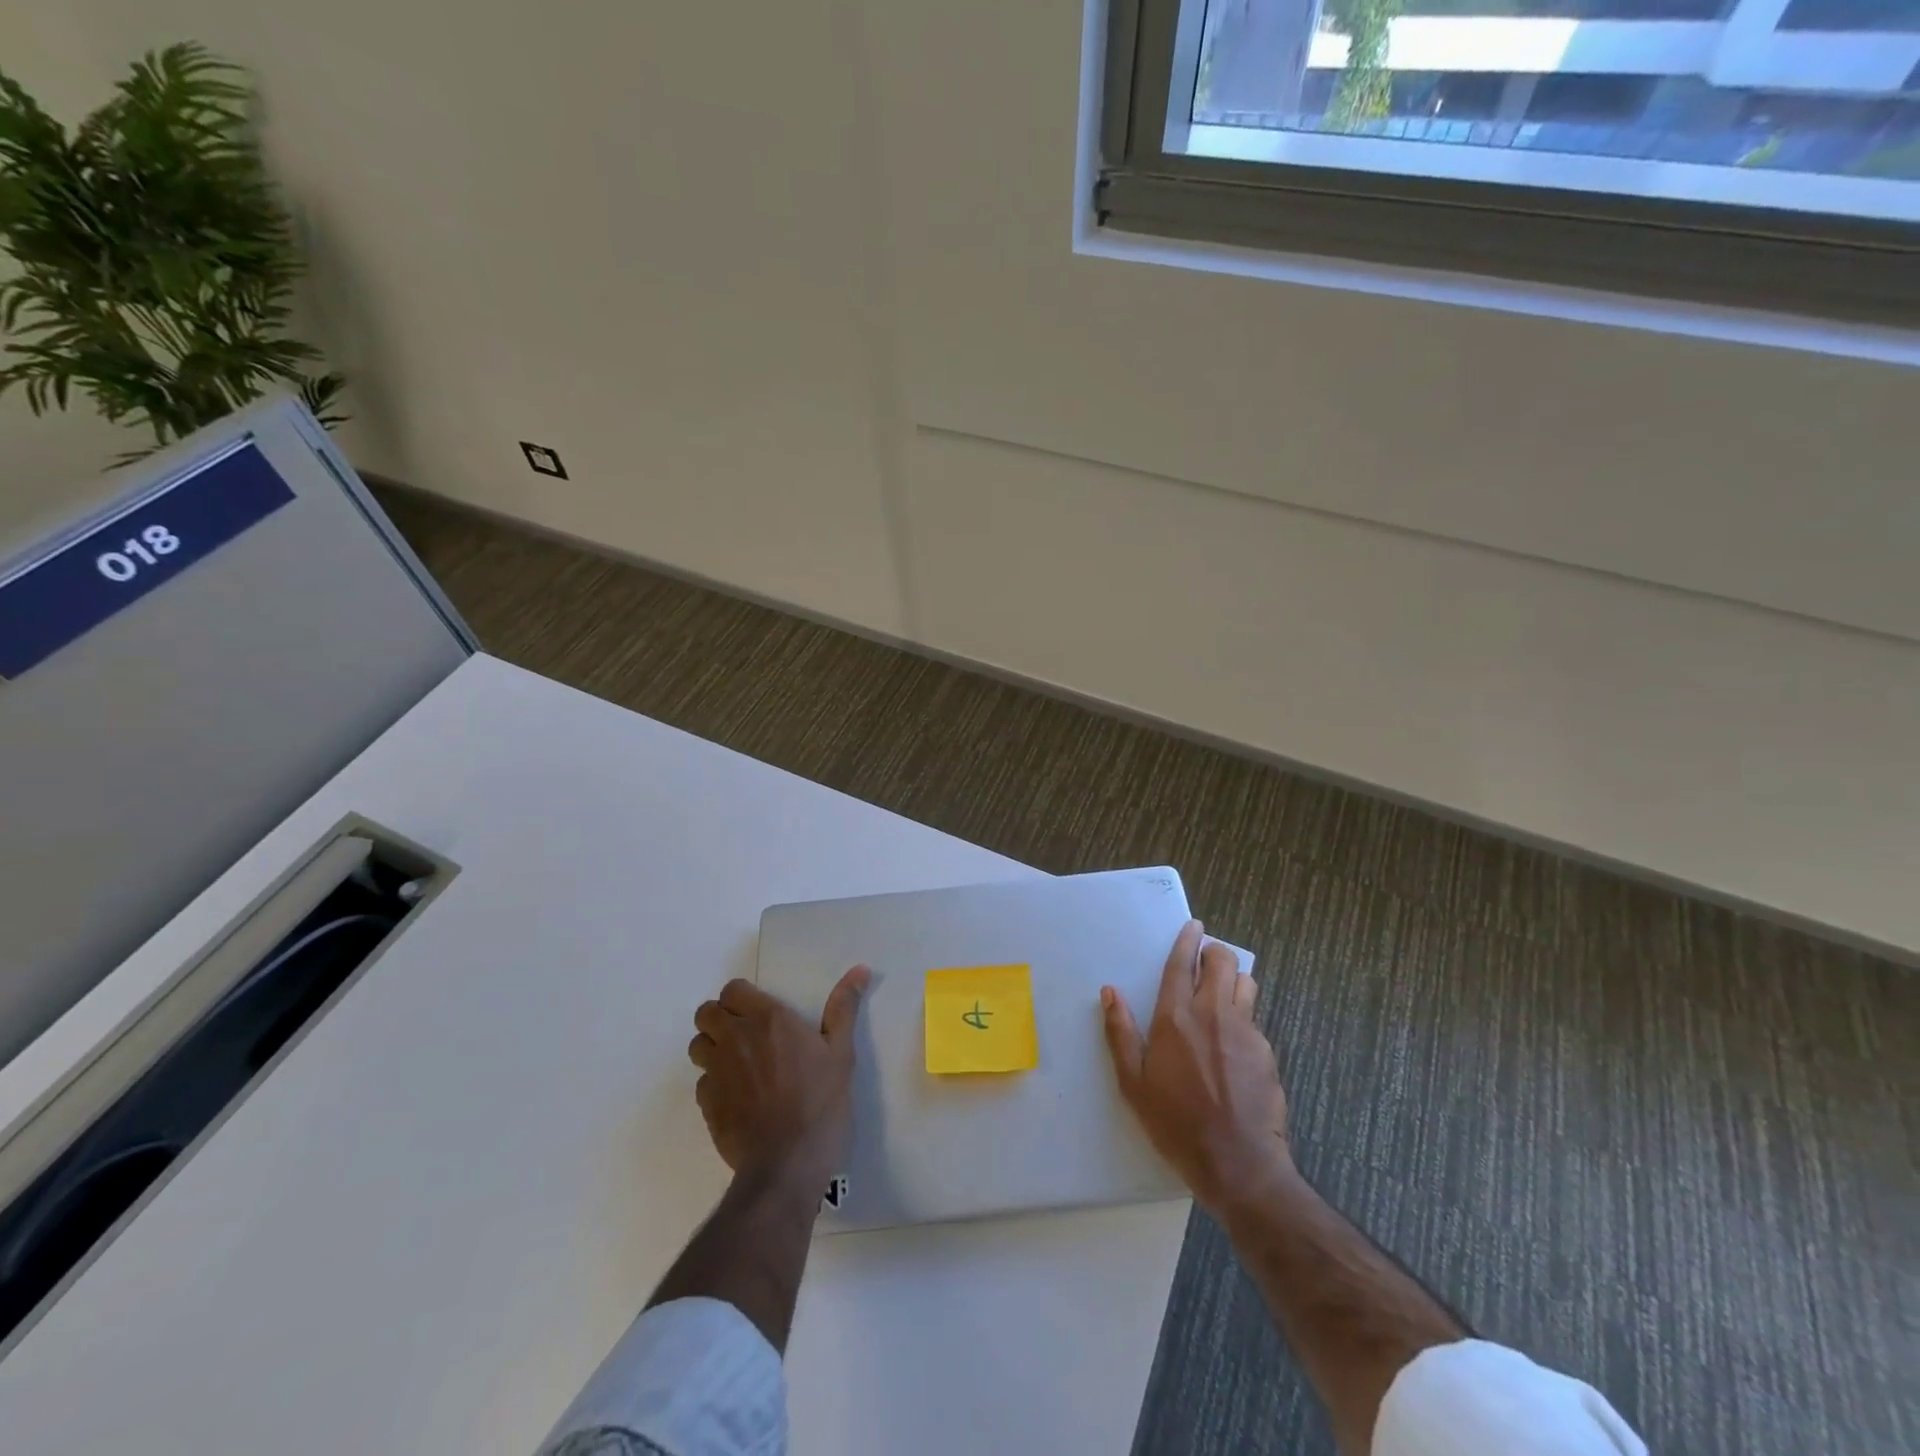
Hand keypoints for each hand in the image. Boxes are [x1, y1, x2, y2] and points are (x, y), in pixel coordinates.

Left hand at [688, 967, 869, 1182]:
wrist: (786, 1166)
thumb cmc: (820, 1104)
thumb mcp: (841, 1054)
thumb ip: (843, 1009)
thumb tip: (860, 969)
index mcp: (768, 1019)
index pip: (733, 990)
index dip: (742, 997)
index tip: (760, 1011)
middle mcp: (735, 1038)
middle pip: (706, 1013)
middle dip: (720, 1018)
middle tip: (746, 1034)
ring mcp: (717, 1072)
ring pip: (698, 1045)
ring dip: (712, 1048)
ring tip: (738, 1063)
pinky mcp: (707, 1105)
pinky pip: (701, 1082)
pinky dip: (714, 1083)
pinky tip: (738, 1097)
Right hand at [1102, 919, 1291, 1217]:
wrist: (1238, 1164)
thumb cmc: (1176, 1123)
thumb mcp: (1134, 1083)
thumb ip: (1121, 1033)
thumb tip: (1109, 992)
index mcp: (1176, 1017)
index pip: (1182, 963)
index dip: (1187, 940)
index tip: (1193, 926)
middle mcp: (1213, 1013)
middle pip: (1223, 962)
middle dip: (1215, 953)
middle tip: (1205, 961)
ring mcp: (1246, 1031)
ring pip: (1246, 984)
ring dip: (1234, 981)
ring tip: (1222, 996)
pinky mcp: (1267, 1052)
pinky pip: (1255, 1021)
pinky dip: (1244, 1020)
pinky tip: (1234, 1047)